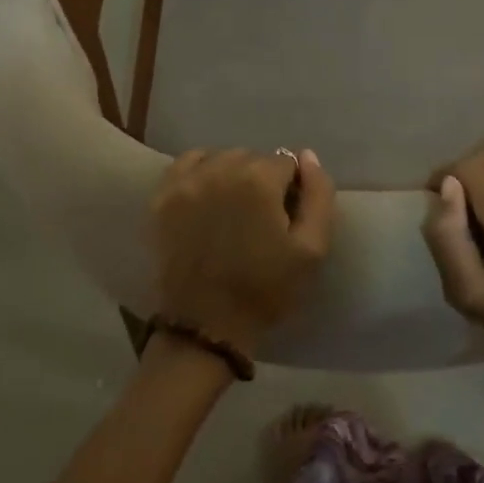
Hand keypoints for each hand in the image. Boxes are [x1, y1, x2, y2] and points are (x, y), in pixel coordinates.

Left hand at [149, 148, 335, 357]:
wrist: (205, 326)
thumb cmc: (265, 290)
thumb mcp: (312, 250)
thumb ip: (319, 195)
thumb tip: (308, 156)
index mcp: (259, 179)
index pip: (287, 163)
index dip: (291, 190)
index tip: (285, 219)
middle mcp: (221, 168)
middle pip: (254, 158)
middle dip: (262, 181)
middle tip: (259, 219)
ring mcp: (188, 180)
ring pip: (222, 158)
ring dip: (232, 175)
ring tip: (232, 211)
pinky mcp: (163, 196)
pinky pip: (188, 163)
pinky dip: (202, 171)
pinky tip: (207, 195)